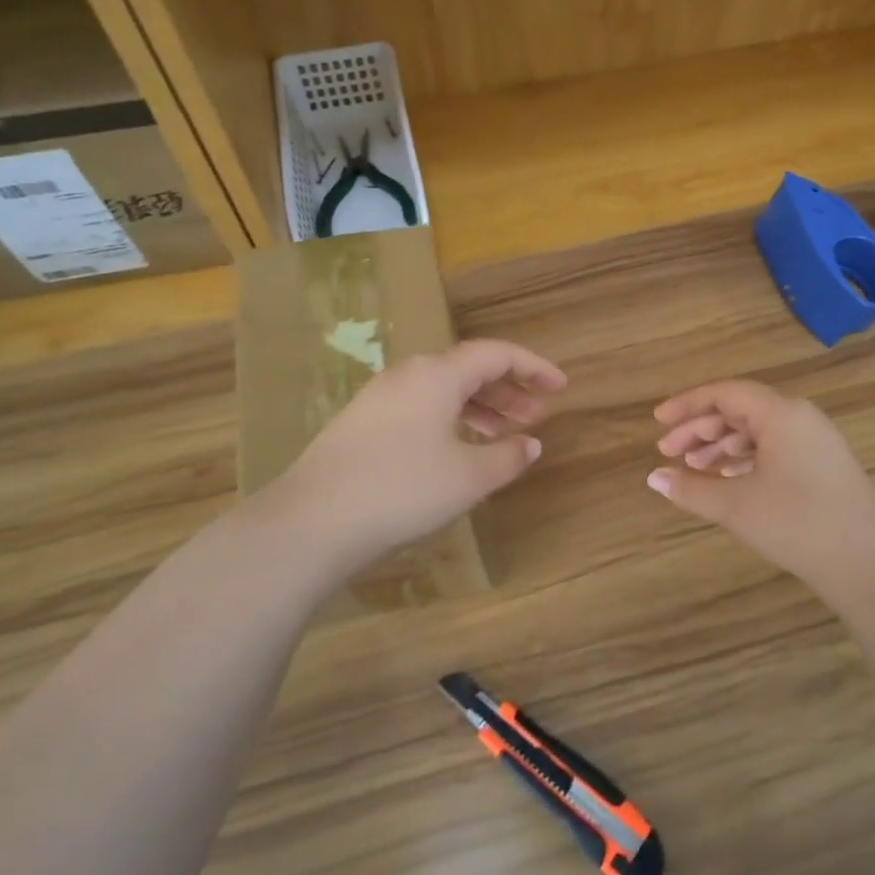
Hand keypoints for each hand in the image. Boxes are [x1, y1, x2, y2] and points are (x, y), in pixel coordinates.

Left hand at [276, 339, 565, 571]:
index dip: (533, 367)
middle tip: (536, 413)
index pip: (495, 354)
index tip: (559, 387)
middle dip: (507, 389)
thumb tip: (531, 444)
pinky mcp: (362, 423)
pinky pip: (420, 408)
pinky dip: (450, 420)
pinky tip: (458, 450)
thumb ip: (508, 456)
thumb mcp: (469, 477)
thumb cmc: (404, 489)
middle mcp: (408, 375)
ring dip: (479, 407)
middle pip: (467, 369)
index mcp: (437, 374)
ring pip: (442, 391)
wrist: (314, 520)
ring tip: (504, 434)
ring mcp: (379, 398)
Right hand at [647, 380, 874, 591]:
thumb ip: (690, 488)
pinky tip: (726, 479)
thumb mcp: (735, 505)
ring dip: (721, 446)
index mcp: (780, 413)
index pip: (725, 393)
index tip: (658, 421)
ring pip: (757, 431)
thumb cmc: (796, 523)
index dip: (687, 404)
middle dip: (700, 429)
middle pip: (740, 410)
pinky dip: (745, 459)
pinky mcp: (823, 465)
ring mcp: (815, 441)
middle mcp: (800, 418)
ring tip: (693, 468)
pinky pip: (774, 448)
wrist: (867, 562)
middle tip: (668, 452)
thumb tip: (653, 478)